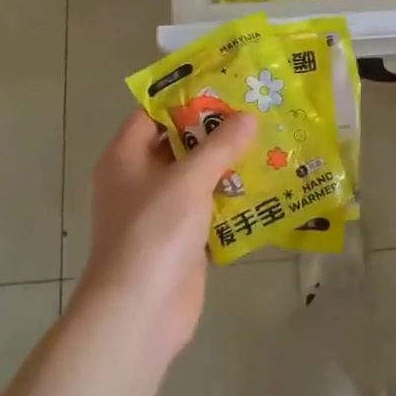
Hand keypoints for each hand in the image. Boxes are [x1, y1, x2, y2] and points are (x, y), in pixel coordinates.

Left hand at [72, 107, 256, 360]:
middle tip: (257, 108)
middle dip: (215, 129)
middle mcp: (138, 179)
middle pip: (178, 143)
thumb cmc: (153, 233)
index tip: (225, 82)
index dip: (185, 96)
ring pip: (196, 176)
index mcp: (125, 157)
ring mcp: (160, 211)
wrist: (139, 313)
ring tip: (270, 140)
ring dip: (228, 163)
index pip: (153, 113)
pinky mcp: (181, 239)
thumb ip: (219, 146)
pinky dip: (232, 197)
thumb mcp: (187, 180)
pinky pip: (209, 207)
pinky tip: (265, 184)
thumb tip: (249, 117)